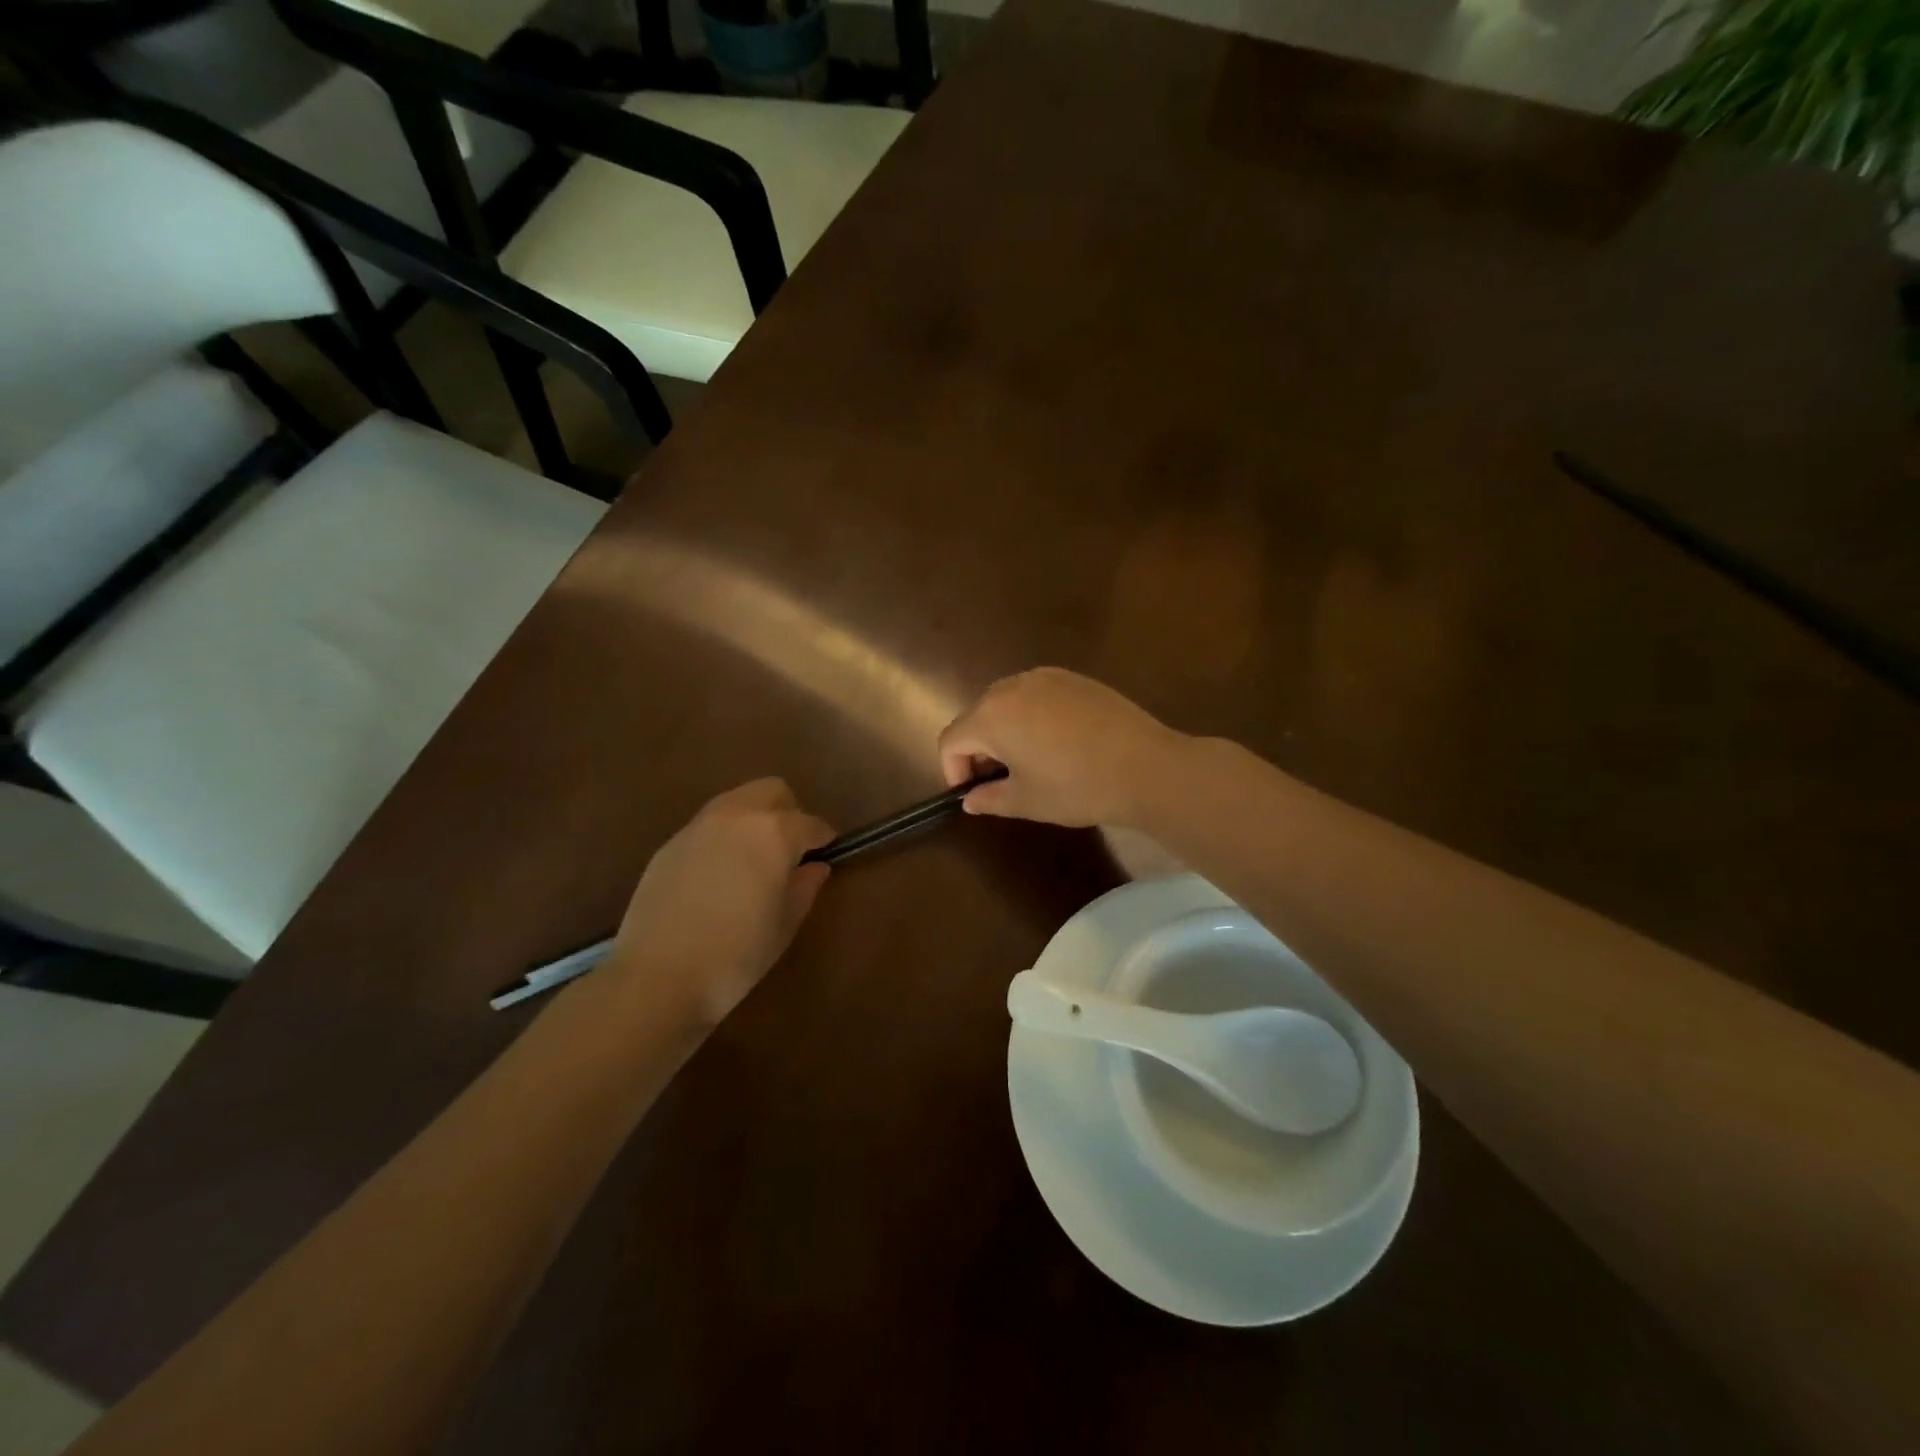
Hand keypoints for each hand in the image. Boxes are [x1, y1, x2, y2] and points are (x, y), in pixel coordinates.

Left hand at [605, 779, 833, 1025]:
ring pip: (737, 802)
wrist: (657, 976)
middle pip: (772, 791)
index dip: (824, 839)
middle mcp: (737, 815)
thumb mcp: (785, 925)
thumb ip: (804, 887)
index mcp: (775, 832)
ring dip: (753, 819)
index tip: (827, 854)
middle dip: (788, 813)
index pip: (811, 824)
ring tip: (753, 860)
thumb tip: (814, 867)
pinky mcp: (670, 844)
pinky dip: (723, 837)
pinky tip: (718, 876)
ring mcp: (698, 826)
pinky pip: (708, 826)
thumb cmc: (736, 954)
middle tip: (789, 851)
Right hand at [937, 668, 1184, 827]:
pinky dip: (1032, 715)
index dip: (953, 769)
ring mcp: (1045, 676)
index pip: (951, 739)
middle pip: (976, 716)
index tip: (973, 793)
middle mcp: (1011, 686)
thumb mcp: (1027, 801)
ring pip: (1006, 702)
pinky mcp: (1073, 677)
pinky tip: (1059, 742)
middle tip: (1001, 780)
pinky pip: (1036, 694)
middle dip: (979, 748)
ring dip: (1004, 730)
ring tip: (1030, 760)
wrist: (1146, 767)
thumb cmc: (1077, 787)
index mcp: (991, 716)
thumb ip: (989, 798)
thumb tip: (970, 800)